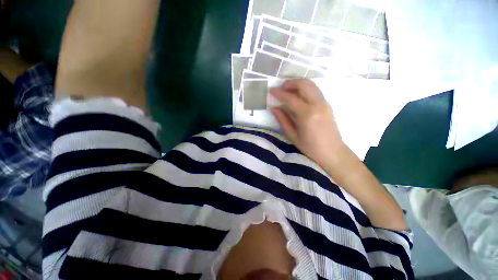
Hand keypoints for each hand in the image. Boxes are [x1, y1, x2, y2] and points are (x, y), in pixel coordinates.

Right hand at [270, 79, 345, 167]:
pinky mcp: (327, 104)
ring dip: (298, 83)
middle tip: (281, 88)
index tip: (271, 91)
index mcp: (307, 115)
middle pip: (304, 84)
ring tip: (288, 90)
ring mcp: (324, 103)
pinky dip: (305, 88)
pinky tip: (298, 95)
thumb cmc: (310, 147)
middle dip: (290, 83)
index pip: (291, 98)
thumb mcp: (293, 135)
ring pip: (311, 84)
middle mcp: (317, 104)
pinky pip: (315, 90)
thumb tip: (274, 108)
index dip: (279, 93)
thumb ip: (283, 120)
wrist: (332, 152)